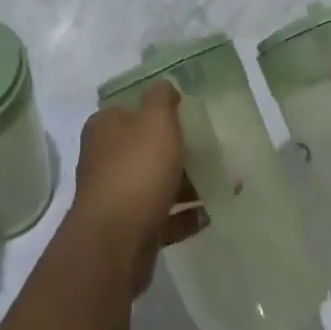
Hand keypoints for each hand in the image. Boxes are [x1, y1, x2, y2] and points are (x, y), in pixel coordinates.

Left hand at [70, 82, 205, 293]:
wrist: (115, 243)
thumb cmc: (136, 170)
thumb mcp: (155, 120)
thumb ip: (162, 98)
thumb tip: (165, 86)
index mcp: (105, 127)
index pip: (133, 109)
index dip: (161, 111)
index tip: (191, 116)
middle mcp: (105, 158)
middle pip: (147, 147)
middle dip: (181, 150)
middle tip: (214, 151)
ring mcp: (115, 196)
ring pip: (157, 182)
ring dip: (188, 184)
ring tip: (225, 185)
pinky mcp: (128, 229)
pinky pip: (162, 216)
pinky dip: (185, 215)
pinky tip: (210, 214)